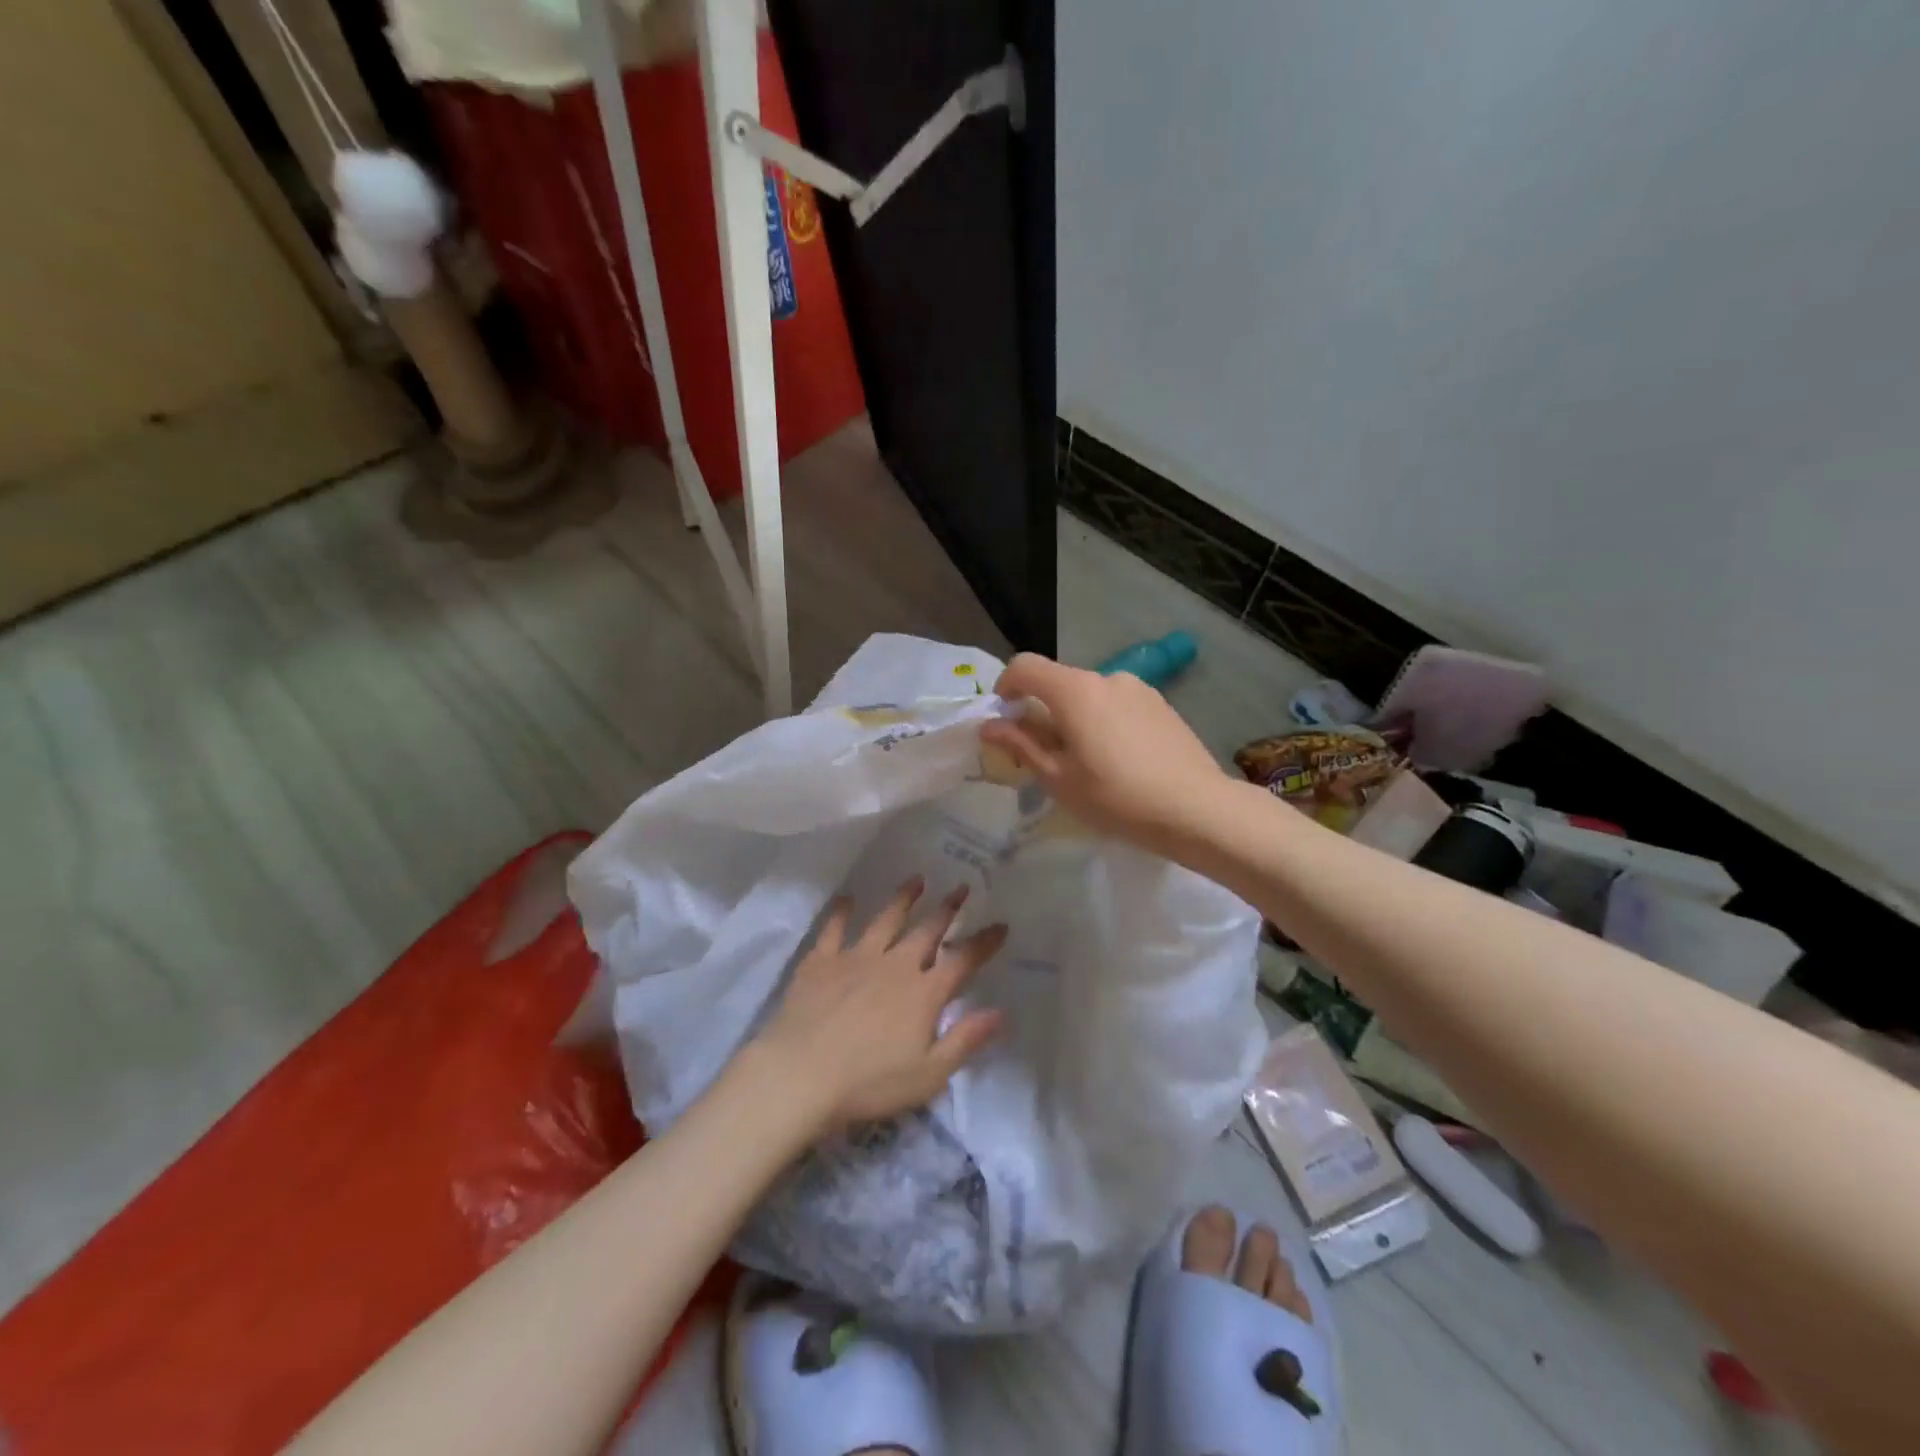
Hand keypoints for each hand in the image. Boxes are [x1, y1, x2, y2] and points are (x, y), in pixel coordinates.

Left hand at [754, 878, 1007, 1130]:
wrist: (801, 1075)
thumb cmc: (869, 1083)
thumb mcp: (929, 1074)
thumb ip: (965, 1040)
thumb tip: (1000, 1012)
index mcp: (924, 993)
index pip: (963, 960)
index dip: (984, 942)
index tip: (1000, 924)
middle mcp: (895, 965)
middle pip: (927, 930)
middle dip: (948, 908)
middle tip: (961, 887)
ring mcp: (856, 958)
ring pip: (886, 920)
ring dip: (903, 899)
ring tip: (916, 880)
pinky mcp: (822, 961)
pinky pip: (834, 929)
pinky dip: (842, 913)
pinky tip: (848, 899)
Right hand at [981, 653, 1232, 856]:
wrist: (1197, 809)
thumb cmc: (1117, 798)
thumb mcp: (1058, 778)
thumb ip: (1021, 745)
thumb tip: (990, 725)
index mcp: (1075, 691)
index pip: (1025, 666)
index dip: (1006, 687)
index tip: (1005, 720)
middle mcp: (1106, 677)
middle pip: (1059, 682)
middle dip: (1042, 711)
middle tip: (1045, 756)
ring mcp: (1139, 688)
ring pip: (1090, 695)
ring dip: (1075, 718)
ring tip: (1087, 763)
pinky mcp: (1161, 704)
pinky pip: (1117, 704)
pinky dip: (1104, 722)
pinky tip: (1120, 761)